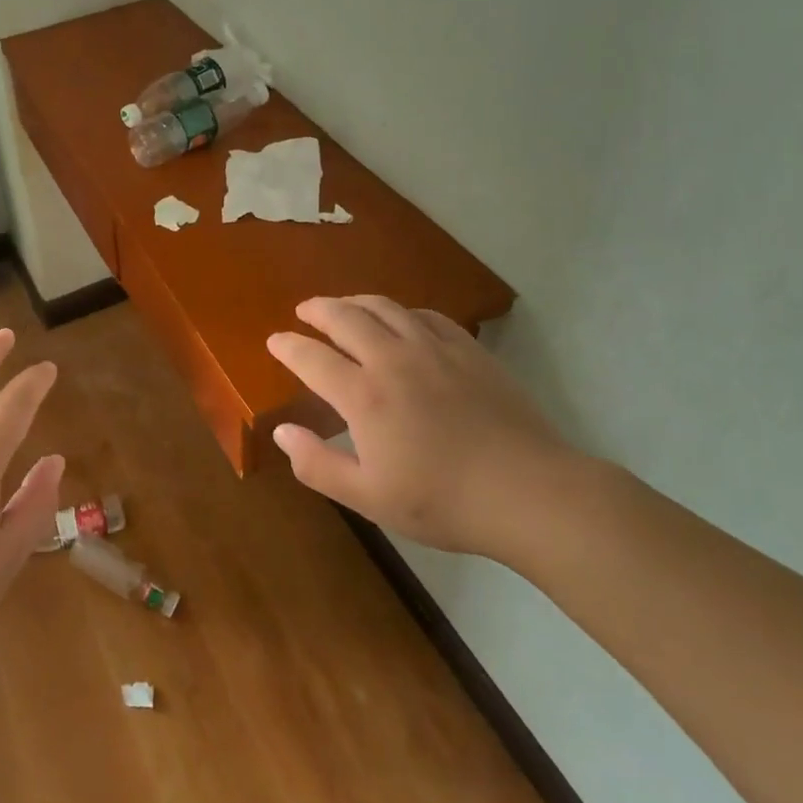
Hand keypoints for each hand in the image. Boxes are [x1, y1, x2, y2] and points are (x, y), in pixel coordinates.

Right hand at [266, 296, 576, 560]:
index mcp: (364, 395)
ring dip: (355, 302)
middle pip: (345, 317)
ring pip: (384, 307)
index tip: (274, 341)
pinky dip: (401, 312)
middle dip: (317, 310)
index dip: (287, 346)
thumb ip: (318, 464)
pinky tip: (401, 320)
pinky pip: (425, 315)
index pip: (311, 357)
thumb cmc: (443, 501)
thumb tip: (282, 432)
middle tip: (304, 311)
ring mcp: (433, 348)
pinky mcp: (468, 349)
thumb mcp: (369, 497)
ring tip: (343, 305)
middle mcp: (392, 359)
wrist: (529, 492)